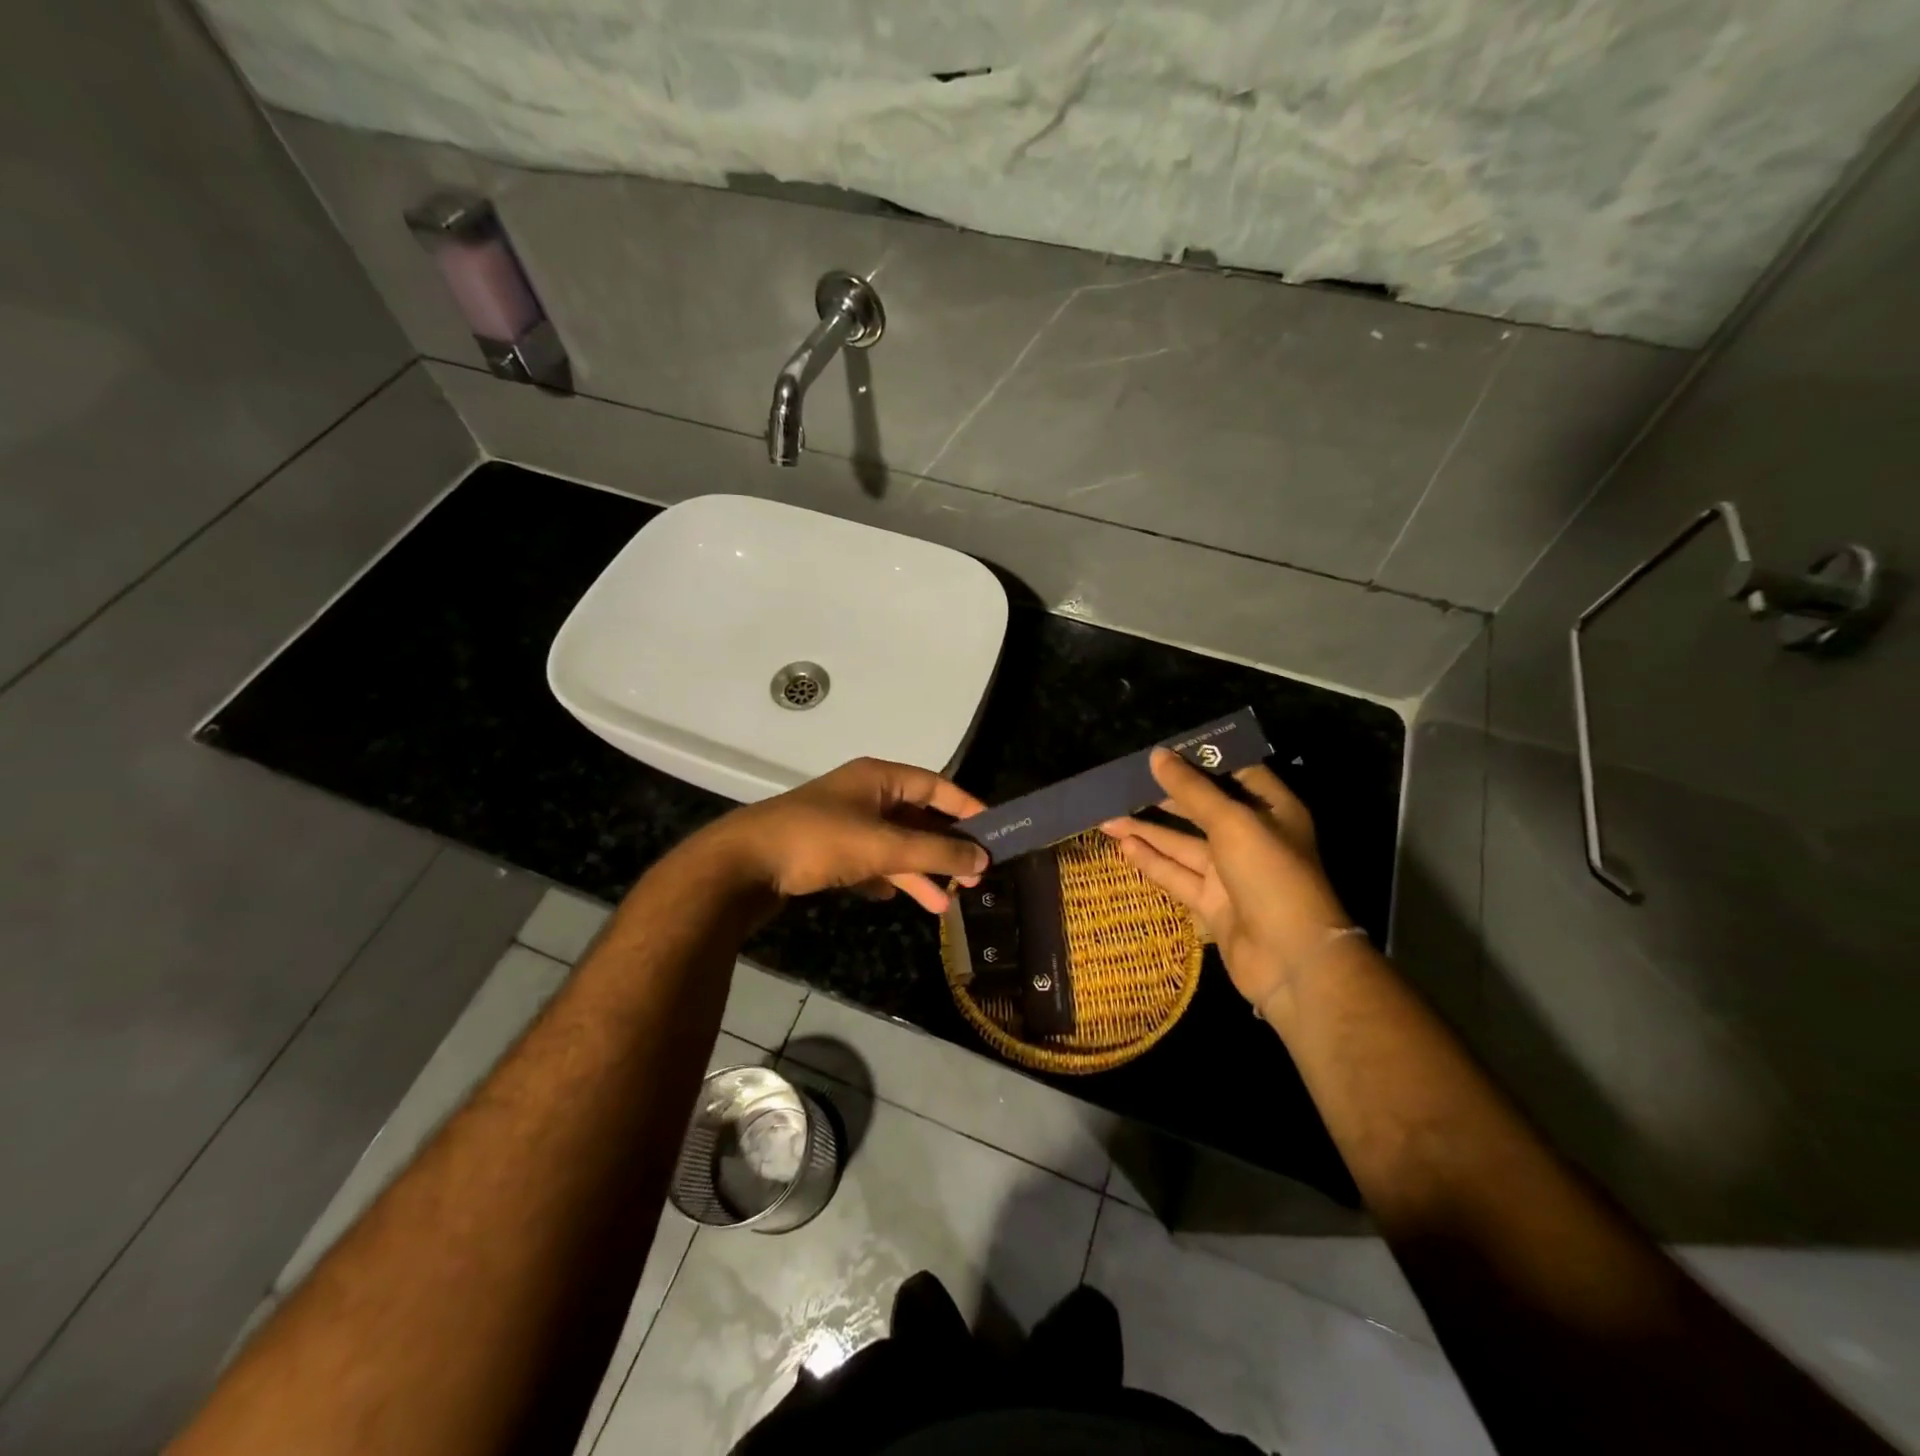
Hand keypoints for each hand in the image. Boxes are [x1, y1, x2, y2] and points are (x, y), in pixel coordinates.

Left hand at [702, 757, 989, 913]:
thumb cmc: (818, 842)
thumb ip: (937, 852)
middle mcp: (863, 795)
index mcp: (878, 778)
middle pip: (917, 819)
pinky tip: (895, 899)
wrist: (742, 866)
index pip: (936, 786)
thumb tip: (984, 858)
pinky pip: (869, 862)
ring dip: (919, 873)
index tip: (995, 833)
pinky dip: (886, 879)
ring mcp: (844, 823)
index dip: (967, 809)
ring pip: (894, 845)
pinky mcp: (826, 851)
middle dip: (944, 849)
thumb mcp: (884, 846)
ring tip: (944, 906)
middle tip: (973, 878)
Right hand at [1102, 749, 1352, 1010]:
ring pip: (1183, 844)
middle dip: (1165, 797)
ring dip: (1148, 831)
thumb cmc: (1270, 875)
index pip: (1235, 773)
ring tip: (1107, 816)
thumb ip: (1192, 790)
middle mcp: (1252, 837)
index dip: (1200, 760)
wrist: (1291, 958)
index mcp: (1271, 810)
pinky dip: (1152, 861)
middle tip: (1124, 784)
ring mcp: (1231, 873)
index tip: (1163, 751)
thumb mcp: (1231, 822)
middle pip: (1202, 809)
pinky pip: (1177, 875)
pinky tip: (1124, 847)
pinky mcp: (1212, 903)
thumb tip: (1158, 755)